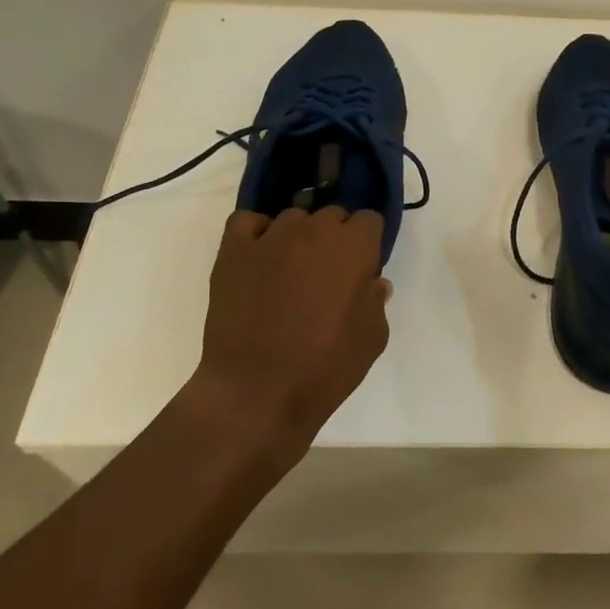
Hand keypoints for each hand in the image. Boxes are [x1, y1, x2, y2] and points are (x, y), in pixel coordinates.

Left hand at [193, 206, 391, 452]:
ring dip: (298, 237)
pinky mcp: (233, 251)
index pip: (369, 220)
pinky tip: (258, 259)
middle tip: (327, 275)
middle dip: (335, 238)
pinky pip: (247, 222)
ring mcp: (271, 237)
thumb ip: (376, 302)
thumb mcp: (372, 340)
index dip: (367, 243)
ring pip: (292, 218)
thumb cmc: (325, 369)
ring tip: (289, 272)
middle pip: (332, 215)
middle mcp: (315, 230)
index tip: (361, 268)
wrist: (257, 393)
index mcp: (354, 248)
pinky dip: (256, 233)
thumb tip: (372, 282)